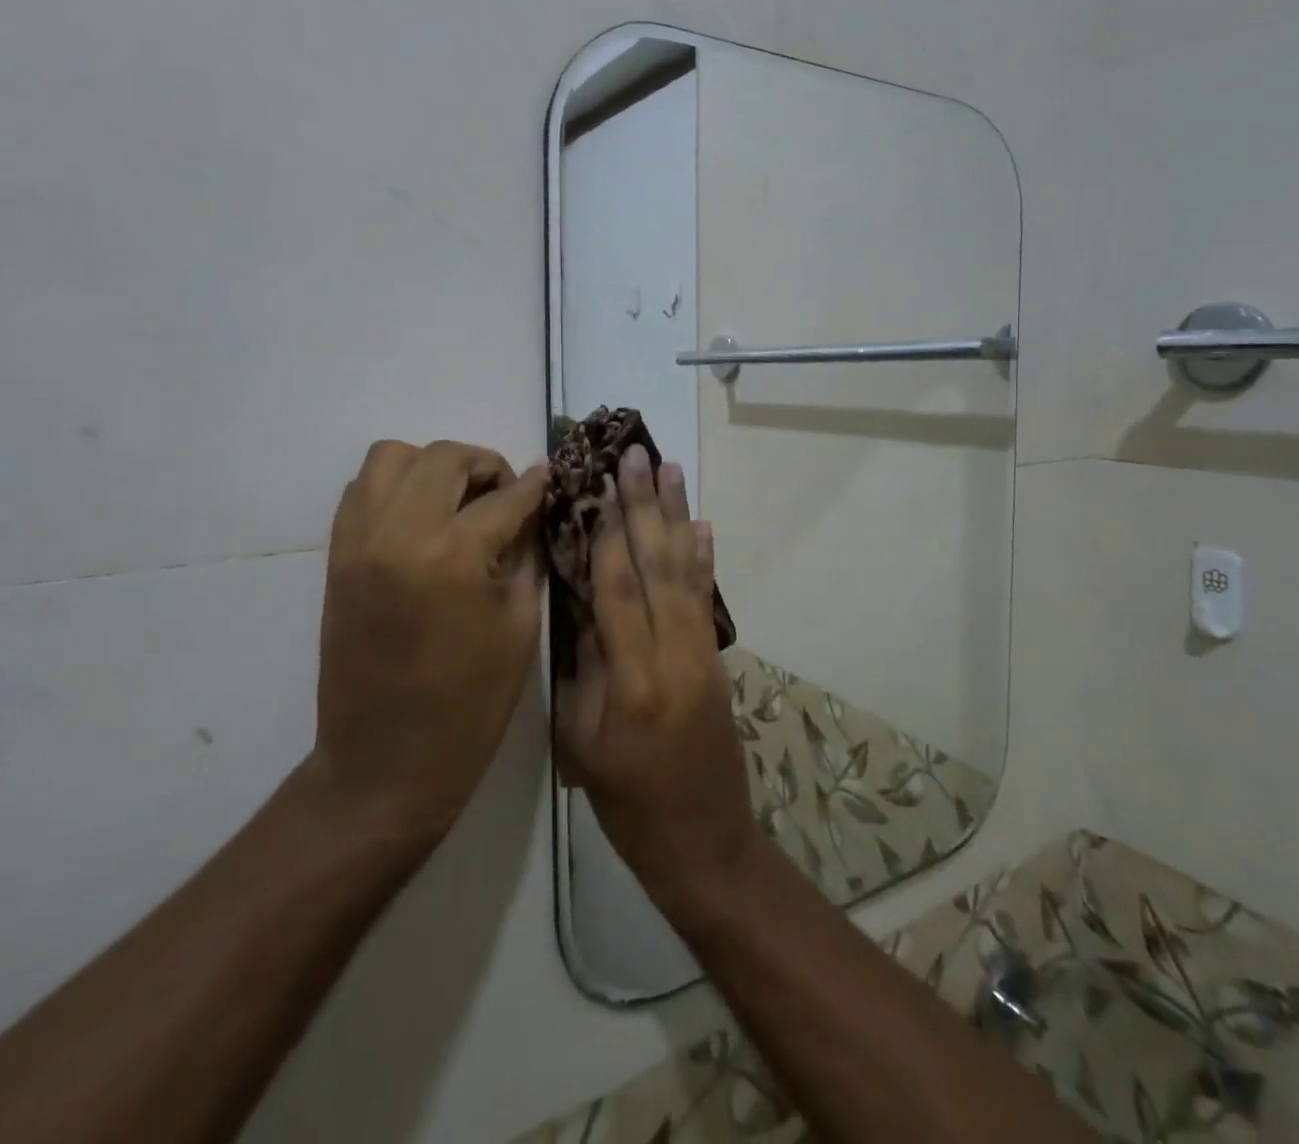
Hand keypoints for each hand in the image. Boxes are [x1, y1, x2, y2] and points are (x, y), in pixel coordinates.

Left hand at [310, 439, 547, 848]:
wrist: (386, 761)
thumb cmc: (471, 702)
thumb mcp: (520, 624)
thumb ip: (527, 553)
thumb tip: (533, 508)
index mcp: (455, 556)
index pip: (505, 496)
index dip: (535, 486)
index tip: (551, 478)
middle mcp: (400, 533)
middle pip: (445, 456)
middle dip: (485, 465)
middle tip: (505, 495)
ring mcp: (360, 541)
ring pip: (392, 457)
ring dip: (433, 465)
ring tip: (458, 499)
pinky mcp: (337, 556)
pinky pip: (362, 490)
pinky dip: (396, 486)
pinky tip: (423, 517)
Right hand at [555, 445, 760, 921]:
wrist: (703, 841)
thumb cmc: (628, 803)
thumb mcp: (583, 742)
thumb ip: (584, 667)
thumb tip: (582, 603)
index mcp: (632, 680)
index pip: (616, 590)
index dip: (606, 535)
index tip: (598, 485)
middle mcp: (673, 654)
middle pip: (655, 566)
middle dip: (644, 508)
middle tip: (637, 456)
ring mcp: (702, 654)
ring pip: (685, 572)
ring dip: (676, 517)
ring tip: (671, 471)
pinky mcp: (716, 659)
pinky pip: (707, 599)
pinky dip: (704, 559)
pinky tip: (701, 527)